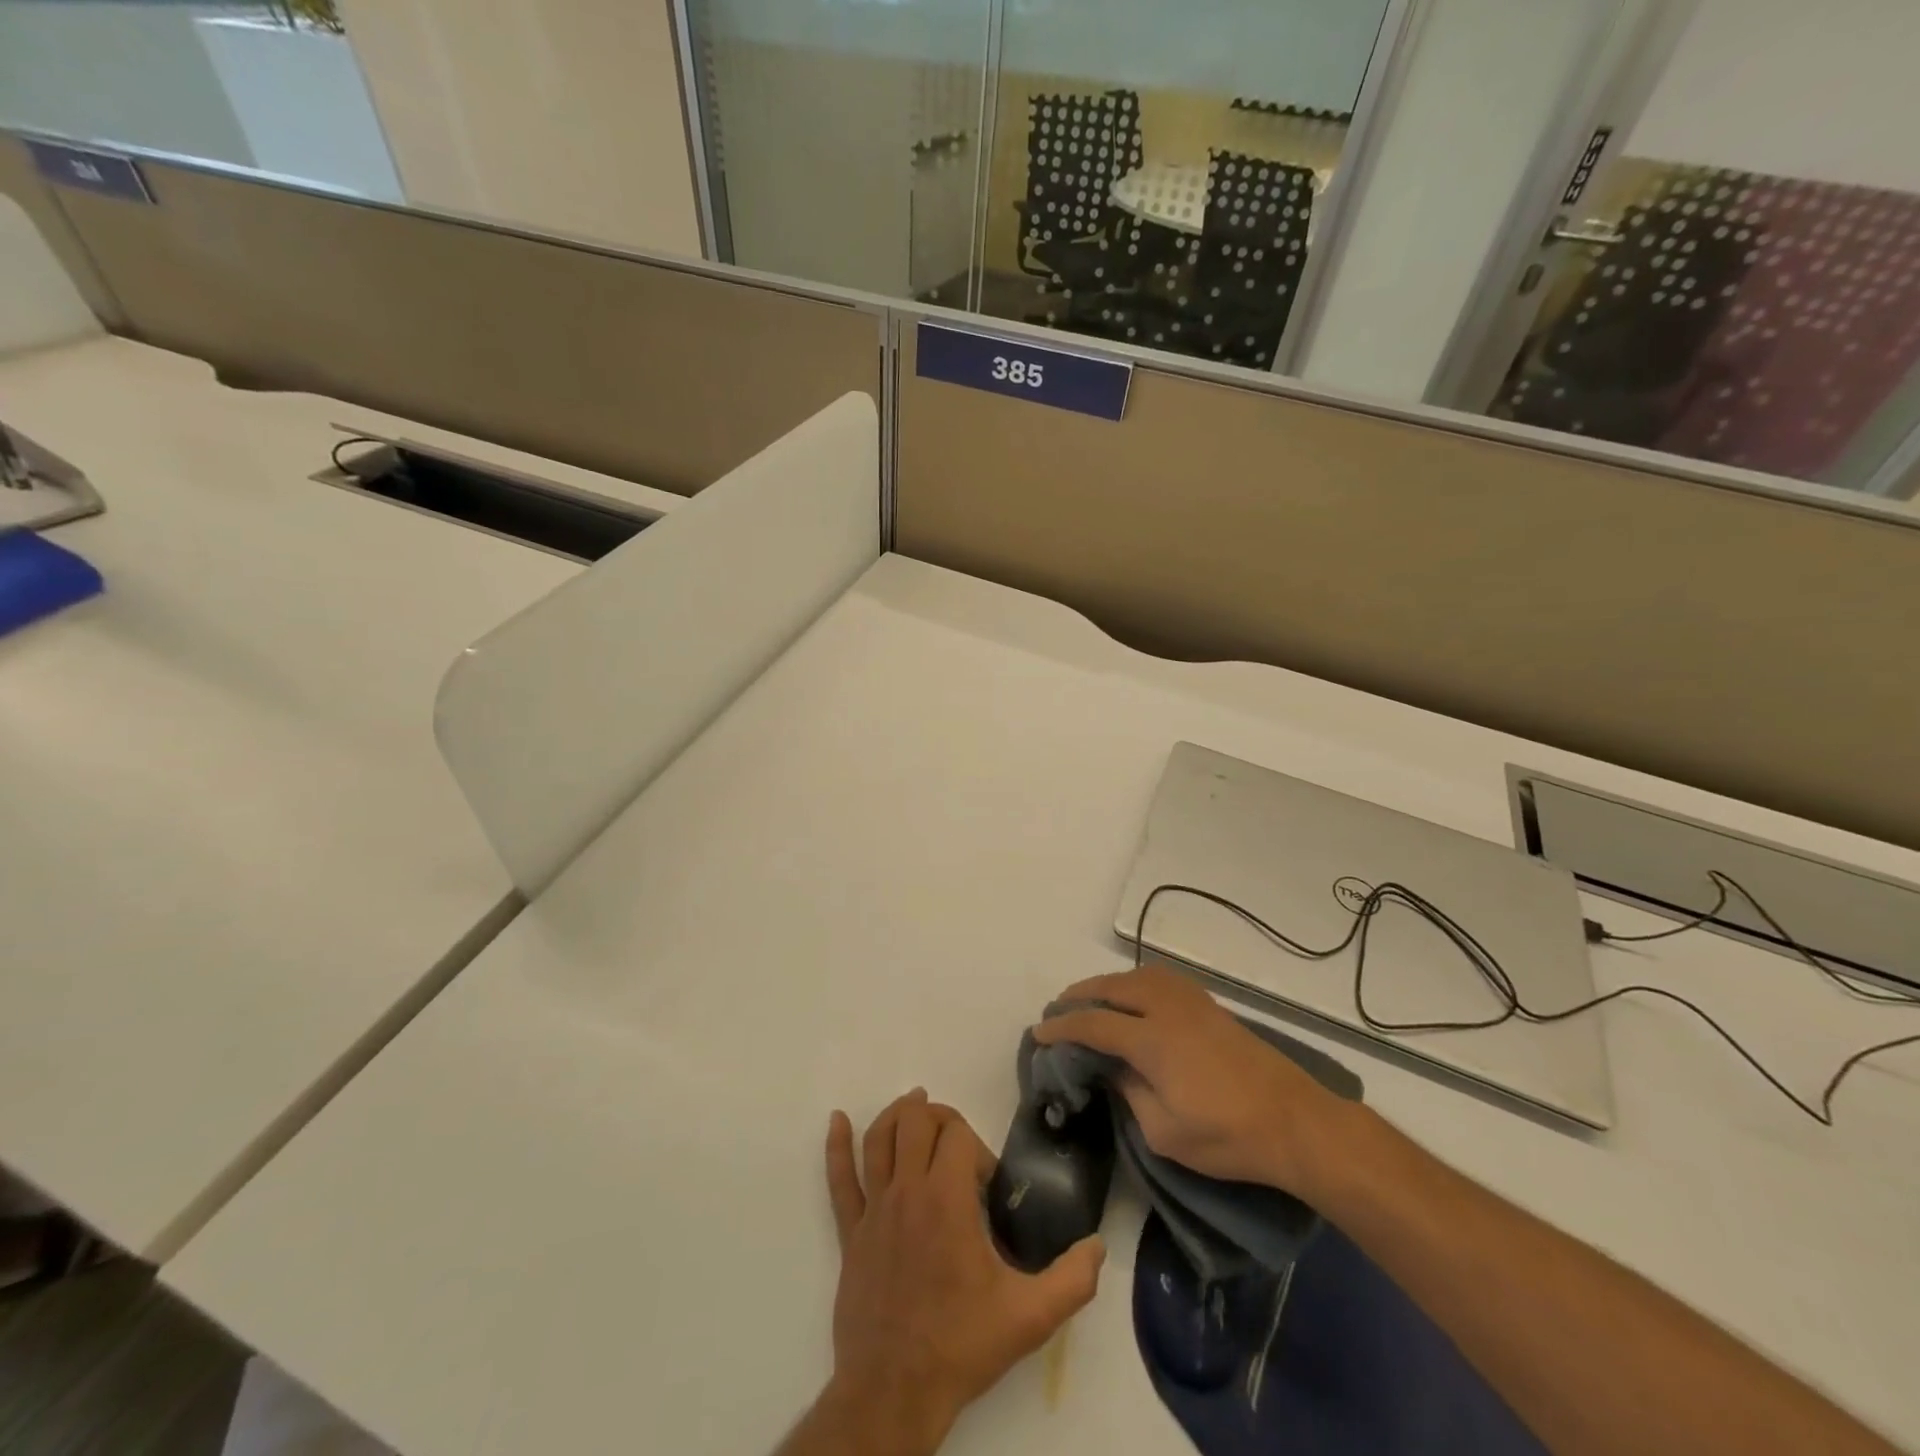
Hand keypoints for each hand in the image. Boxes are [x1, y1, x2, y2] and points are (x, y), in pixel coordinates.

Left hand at [817, 1090, 1104, 1454]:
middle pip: (916, 1121)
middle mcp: (907, 1191)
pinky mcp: (852, 1232)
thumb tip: (1098, 1246)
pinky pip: (839, 1180)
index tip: (987, 1187)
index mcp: (946, 1200)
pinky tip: (836, 1121)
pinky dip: (836, 1146)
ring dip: (896, 1115)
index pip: (957, 1134)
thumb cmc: (961, 1345)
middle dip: (939, 1118)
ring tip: (913, 1104)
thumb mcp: (1029, 1318)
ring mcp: (874, 1209)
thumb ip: (1072, 1280)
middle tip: (957, 1141)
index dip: (977, 1148)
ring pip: (879, 1138)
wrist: (894, 1391)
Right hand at [1032, 967, 1346, 1193]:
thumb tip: (1114, 1070)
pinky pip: (1161, 980)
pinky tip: (1135, 997)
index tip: (1039, 1032)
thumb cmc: (1227, 1137)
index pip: (1093, 1024)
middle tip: (1059, 1008)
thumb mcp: (1165, 1133)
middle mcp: (1167, 1009)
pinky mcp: (1210, 1007)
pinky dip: (1136, 982)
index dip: (1062, 1027)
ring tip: (1092, 998)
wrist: (1295, 1122)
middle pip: (1113, 988)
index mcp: (1151, 1040)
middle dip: (1081, 994)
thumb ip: (1130, 1094)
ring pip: (1138, 977)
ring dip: (1109, 984)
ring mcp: (1192, 1003)